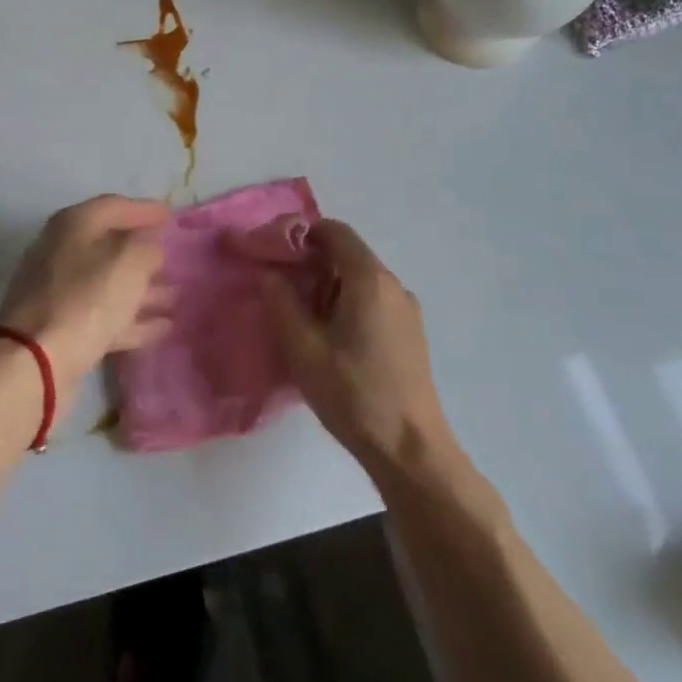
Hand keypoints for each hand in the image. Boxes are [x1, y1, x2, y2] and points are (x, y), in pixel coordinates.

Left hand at [0, 195, 171, 386]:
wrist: (33, 362)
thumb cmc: (85, 300)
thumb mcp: (128, 263)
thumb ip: (146, 248)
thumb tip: (149, 248)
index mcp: (73, 225)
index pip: (115, 205)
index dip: (145, 210)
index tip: (172, 217)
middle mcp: (61, 251)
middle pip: (110, 245)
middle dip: (144, 253)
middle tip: (175, 260)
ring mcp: (58, 291)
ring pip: (108, 283)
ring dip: (142, 289)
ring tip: (176, 297)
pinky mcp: (61, 327)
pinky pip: (104, 315)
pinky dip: (131, 319)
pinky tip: (161, 328)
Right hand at [257, 219, 459, 480]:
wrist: (410, 450)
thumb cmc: (353, 393)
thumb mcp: (303, 348)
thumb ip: (282, 303)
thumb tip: (271, 274)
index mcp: (369, 280)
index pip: (335, 232)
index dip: (301, 233)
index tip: (273, 251)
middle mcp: (393, 286)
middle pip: (347, 255)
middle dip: (310, 264)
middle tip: (280, 289)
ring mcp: (407, 311)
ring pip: (359, 280)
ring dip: (327, 287)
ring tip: (301, 319)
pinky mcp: (411, 335)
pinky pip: (373, 302)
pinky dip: (346, 305)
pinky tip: (329, 339)